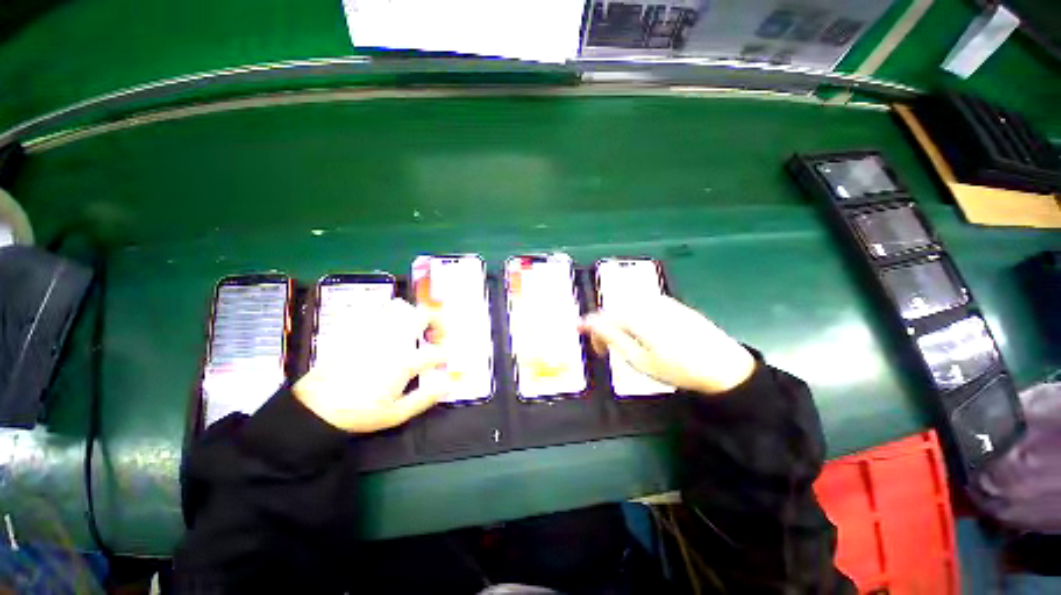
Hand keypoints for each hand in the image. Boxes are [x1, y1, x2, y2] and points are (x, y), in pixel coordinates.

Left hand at [293, 298, 447, 432]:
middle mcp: (392, 340)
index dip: (445, 356)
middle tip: (436, 335)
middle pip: (423, 315)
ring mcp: (373, 331)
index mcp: (404, 362)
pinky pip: (374, 308)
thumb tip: (449, 384)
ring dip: (412, 314)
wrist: (317, 407)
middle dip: (437, 321)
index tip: (443, 362)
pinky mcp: (355, 328)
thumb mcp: (397, 413)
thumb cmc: (360, 413)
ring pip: (400, 306)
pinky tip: (387, 324)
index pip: (437, 352)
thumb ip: (426, 397)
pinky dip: (386, 312)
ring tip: (412, 328)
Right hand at [581, 295, 755, 394]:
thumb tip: (587, 321)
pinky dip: (636, 320)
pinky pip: (644, 307)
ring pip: (628, 308)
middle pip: (614, 310)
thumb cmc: (677, 368)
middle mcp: (646, 301)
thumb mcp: (638, 359)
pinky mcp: (673, 304)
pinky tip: (645, 336)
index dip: (590, 329)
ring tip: (626, 346)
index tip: (591, 346)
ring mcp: (661, 300)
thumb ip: (611, 336)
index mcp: (635, 314)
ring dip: (620, 325)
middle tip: (607, 351)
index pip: (601, 316)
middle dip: (606, 329)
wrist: (724, 366)